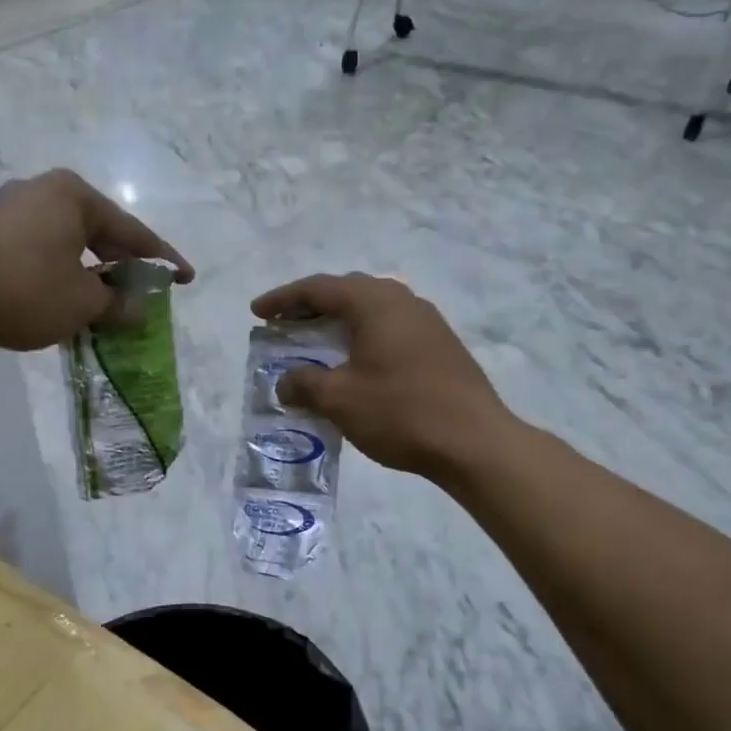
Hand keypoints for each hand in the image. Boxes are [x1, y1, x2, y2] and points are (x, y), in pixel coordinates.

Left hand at [0, 170, 193, 350]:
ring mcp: (14, 210)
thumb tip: (138, 309)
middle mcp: (45, 192)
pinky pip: (44, 252)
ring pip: (70, 245)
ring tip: (111, 303)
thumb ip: (118, 304)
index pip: (133, 233)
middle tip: (147, 293)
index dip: (163, 260)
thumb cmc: (25, 289)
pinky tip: (71, 300)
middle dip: (125, 267)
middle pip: (101, 233)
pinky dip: (64, 275)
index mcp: (75, 196)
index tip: (186, 278)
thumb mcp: (83, 303)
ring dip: (93, 275)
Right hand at [250, 274, 510, 477]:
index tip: (256, 313)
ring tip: (315, 343)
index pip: (319, 288)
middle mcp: (403, 301)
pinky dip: (362, 338)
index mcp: (375, 303)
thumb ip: (305, 384)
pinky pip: (389, 330)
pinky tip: (355, 364)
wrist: (474, 442)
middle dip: (311, 306)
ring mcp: (427, 323)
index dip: (283, 299)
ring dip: (339, 323)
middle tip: (284, 324)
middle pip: (347, 292)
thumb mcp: (340, 400)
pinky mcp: (441, 347)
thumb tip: (285, 383)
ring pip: (371, 311)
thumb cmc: (401, 413)